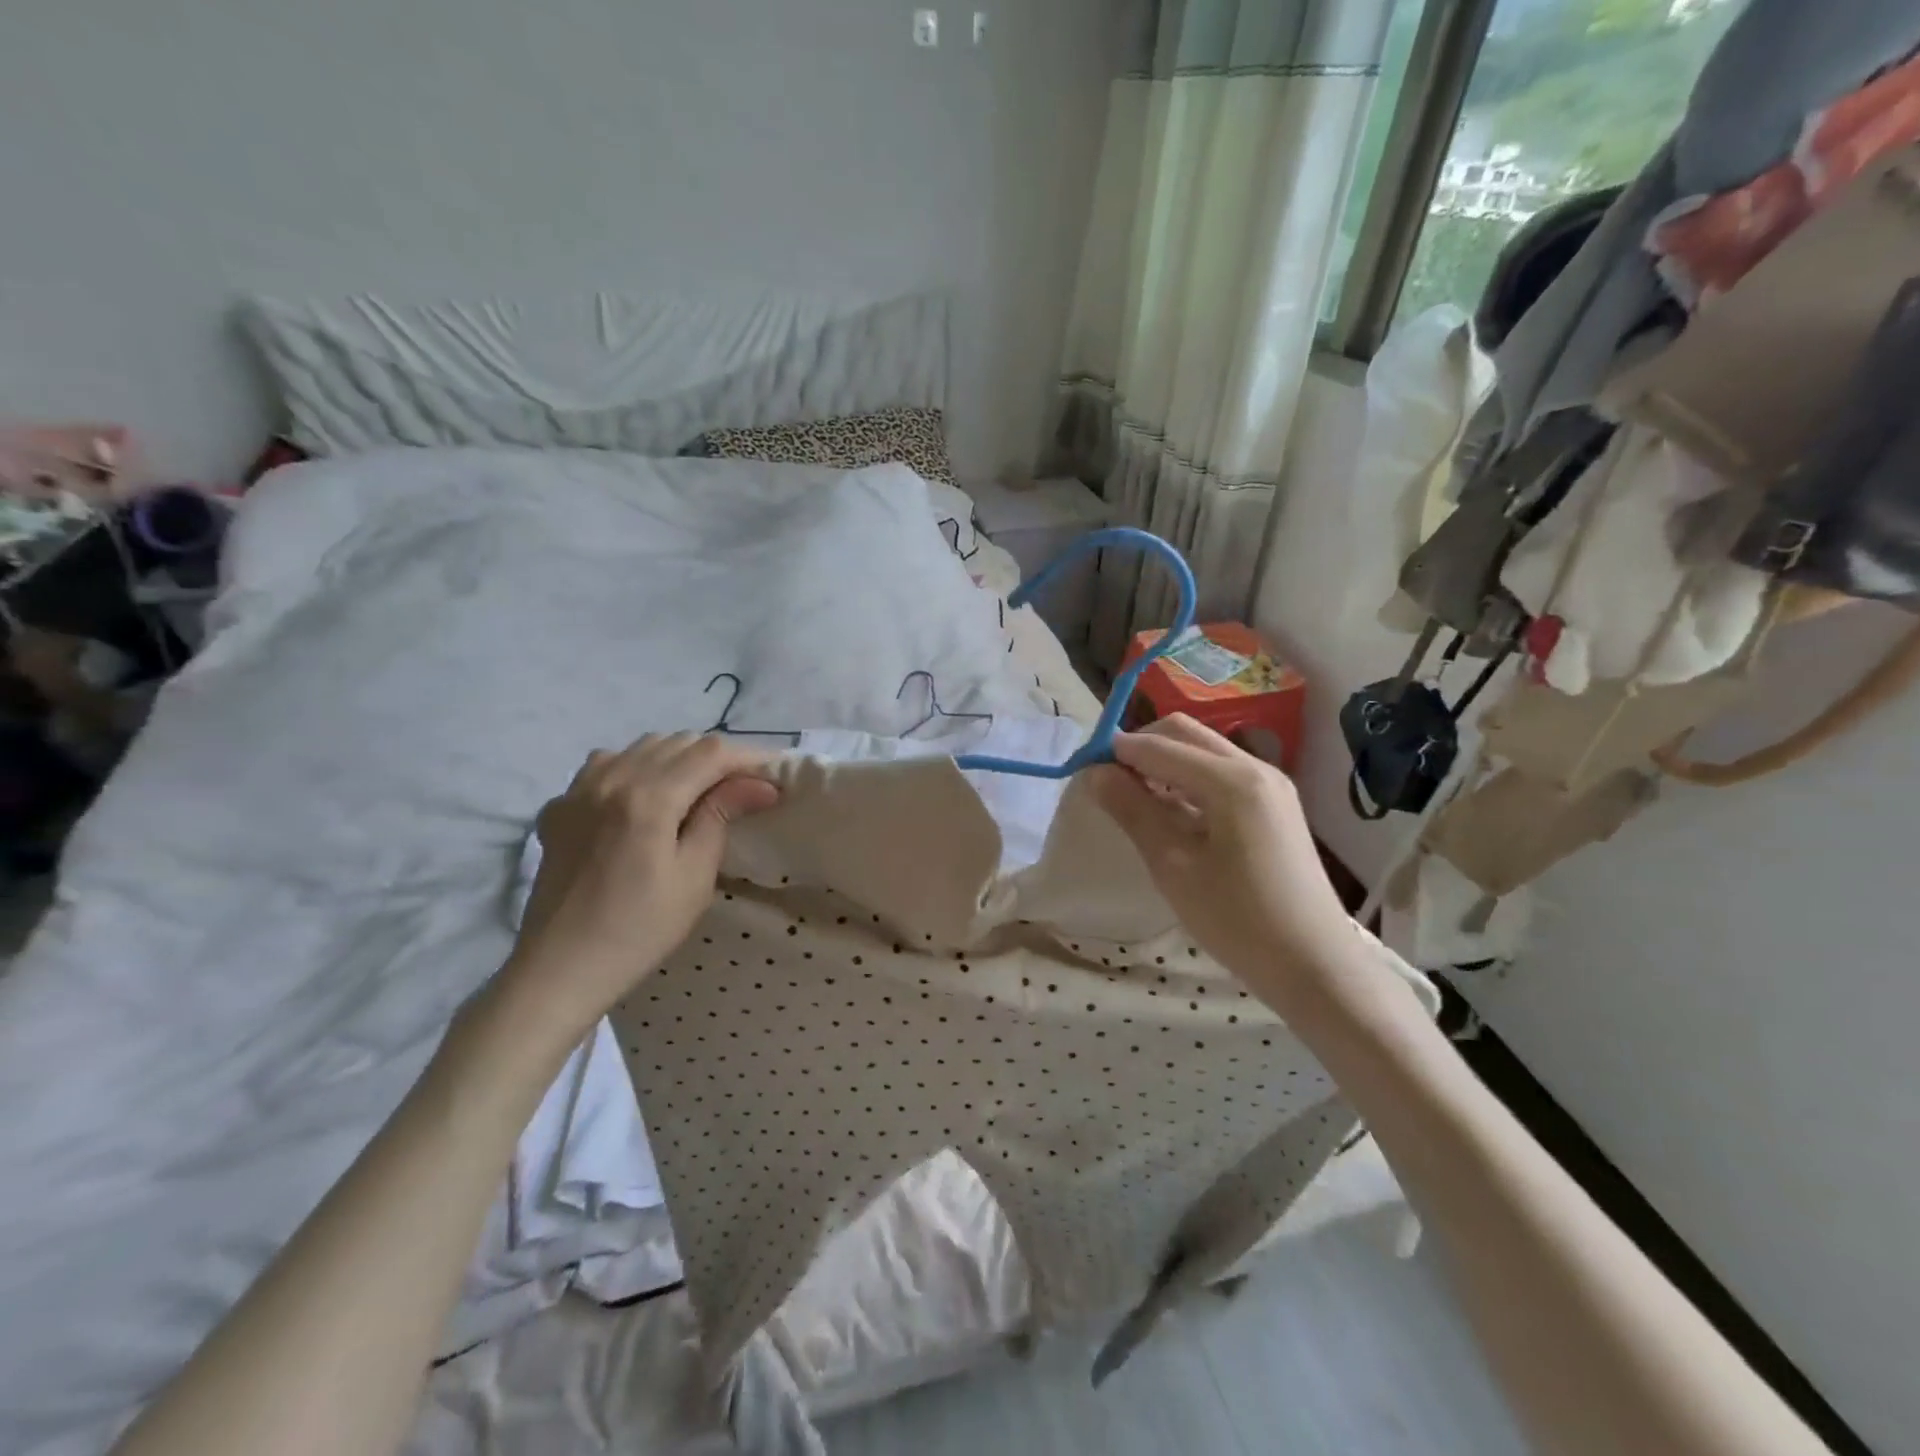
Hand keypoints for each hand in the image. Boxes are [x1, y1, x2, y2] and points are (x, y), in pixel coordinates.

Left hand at [499, 734, 780, 1036]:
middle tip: (743, 787)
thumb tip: (758, 784)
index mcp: (649, 797)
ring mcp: (578, 790)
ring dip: (677, 758)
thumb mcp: (694, 876)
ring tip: (698, 788)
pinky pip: (605, 765)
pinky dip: (634, 767)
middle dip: (716, 757)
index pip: (710, 753)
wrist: (560, 968)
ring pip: (640, 747)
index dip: (748, 758)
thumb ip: (720, 817)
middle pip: (677, 742)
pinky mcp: (559, 807)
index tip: (772, 777)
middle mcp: (611, 778)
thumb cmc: (639, 929)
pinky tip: (643, 796)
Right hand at [1089, 716, 1357, 1017]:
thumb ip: (1133, 810)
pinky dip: (1189, 780)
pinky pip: (1222, 773)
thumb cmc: (1237, 919)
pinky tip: (1172, 812)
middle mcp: (1256, 767)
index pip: (1159, 746)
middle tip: (1109, 781)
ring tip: (1135, 799)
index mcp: (1232, 780)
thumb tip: (1095, 773)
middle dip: (1142, 747)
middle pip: (1185, 734)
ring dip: (1165, 762)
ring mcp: (1271, 785)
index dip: (1116, 752)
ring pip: (1204, 751)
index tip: (1083, 770)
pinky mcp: (1276, 805)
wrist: (1314, 966)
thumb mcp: (1173, 865)